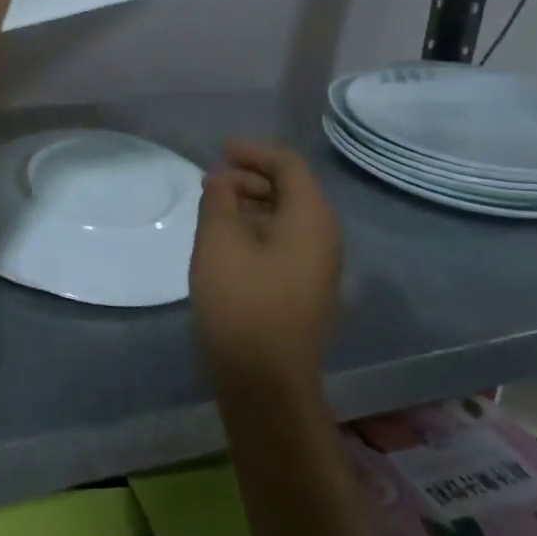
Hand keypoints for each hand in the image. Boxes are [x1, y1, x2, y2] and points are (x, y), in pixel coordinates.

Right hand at [190, 141, 343, 395]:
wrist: (265, 383)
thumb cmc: (241, 303)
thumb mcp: (219, 242)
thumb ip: (219, 199)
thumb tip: (222, 180)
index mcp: (311, 219)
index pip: (289, 165)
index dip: (254, 152)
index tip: (219, 152)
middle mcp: (324, 238)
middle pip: (292, 189)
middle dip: (251, 178)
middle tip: (212, 183)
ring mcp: (318, 267)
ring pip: (287, 218)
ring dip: (252, 205)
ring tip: (214, 211)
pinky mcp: (305, 290)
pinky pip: (285, 242)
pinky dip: (258, 230)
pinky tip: (227, 243)